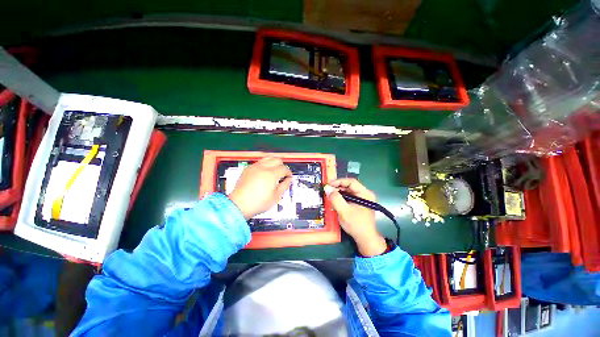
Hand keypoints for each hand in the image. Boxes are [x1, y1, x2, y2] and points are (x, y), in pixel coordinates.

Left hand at [228, 157, 292, 219]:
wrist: (239, 205)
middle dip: (282, 166)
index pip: (284, 168)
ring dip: (273, 163)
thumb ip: (285, 185)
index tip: (288, 177)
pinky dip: (265, 165)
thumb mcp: (276, 197)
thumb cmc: (258, 203)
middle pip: (277, 159)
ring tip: (274, 172)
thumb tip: (288, 179)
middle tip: (282, 174)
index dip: (288, 173)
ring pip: (268, 158)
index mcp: (271, 175)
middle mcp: (263, 167)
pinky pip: (259, 162)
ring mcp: (254, 167)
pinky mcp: (248, 168)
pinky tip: (264, 173)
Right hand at [325, 178, 386, 256]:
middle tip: (327, 189)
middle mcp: (365, 194)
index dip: (339, 181)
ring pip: (348, 191)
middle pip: (349, 186)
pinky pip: (349, 197)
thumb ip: (335, 199)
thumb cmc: (356, 224)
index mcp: (365, 194)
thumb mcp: (344, 211)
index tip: (328, 184)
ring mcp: (362, 199)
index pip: (351, 182)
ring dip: (339, 192)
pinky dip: (341, 198)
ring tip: (329, 194)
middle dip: (338, 187)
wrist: (365, 239)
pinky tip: (335, 200)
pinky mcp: (359, 204)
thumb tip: (327, 189)